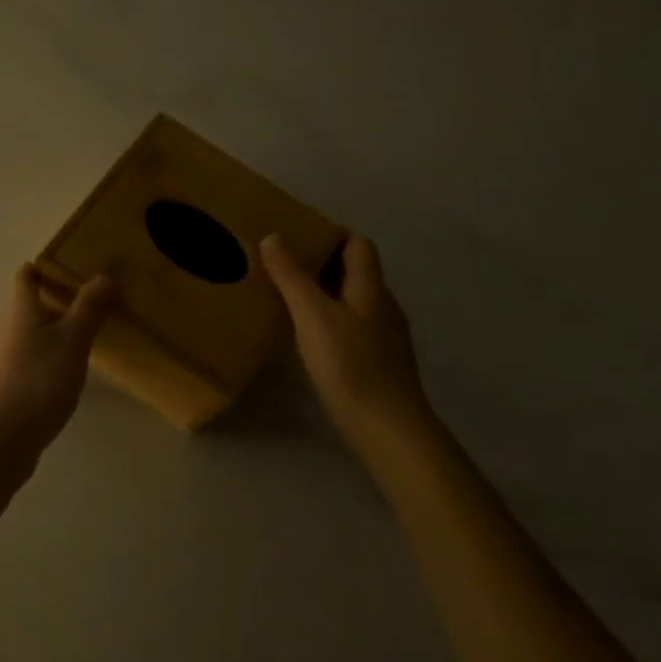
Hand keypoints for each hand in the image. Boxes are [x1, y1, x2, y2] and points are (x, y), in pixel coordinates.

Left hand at [0, 265, 115, 457]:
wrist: (0, 438)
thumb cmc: (40, 381)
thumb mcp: (73, 342)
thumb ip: (89, 309)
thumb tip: (105, 275)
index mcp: (19, 315)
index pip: (24, 281)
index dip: (35, 271)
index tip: (48, 268)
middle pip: (22, 314)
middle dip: (45, 313)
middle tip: (76, 320)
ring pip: (18, 344)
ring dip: (40, 345)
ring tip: (68, 358)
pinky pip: (15, 372)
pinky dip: (33, 371)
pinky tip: (49, 390)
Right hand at [262, 232, 434, 453]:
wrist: (387, 428)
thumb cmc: (350, 364)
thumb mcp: (313, 315)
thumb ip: (292, 276)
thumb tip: (273, 237)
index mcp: (371, 288)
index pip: (358, 245)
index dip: (331, 234)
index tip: (295, 235)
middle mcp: (382, 306)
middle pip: (355, 272)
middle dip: (321, 263)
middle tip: (280, 265)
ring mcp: (383, 336)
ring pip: (352, 301)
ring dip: (323, 294)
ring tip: (286, 298)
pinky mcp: (377, 362)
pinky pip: (351, 327)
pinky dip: (328, 321)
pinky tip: (306, 337)